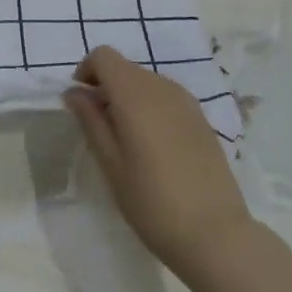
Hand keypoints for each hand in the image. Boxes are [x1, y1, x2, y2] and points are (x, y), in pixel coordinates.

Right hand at [63, 46, 250, 276]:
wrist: (216, 235)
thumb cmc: (152, 202)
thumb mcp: (110, 164)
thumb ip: (90, 120)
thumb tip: (74, 92)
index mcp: (135, 94)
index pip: (104, 56)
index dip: (87, 71)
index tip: (81, 102)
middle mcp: (162, 87)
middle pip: (125, 68)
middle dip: (106, 86)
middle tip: (98, 126)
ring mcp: (186, 101)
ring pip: (146, 81)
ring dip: (128, 97)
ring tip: (125, 139)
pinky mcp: (201, 119)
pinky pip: (166, 97)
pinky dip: (150, 107)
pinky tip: (153, 146)